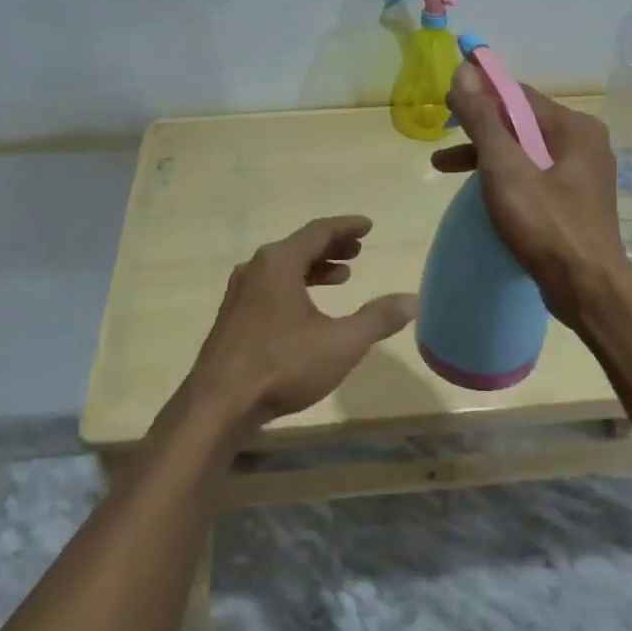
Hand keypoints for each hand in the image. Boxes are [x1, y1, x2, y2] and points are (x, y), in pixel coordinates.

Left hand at [189, 215, 417, 431]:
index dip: (346, 227)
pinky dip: (296, 285)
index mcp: (279, 262)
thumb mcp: (340, 343)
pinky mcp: (233, 316)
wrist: (218, 404)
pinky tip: (308, 308)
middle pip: (300, 246)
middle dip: (332, 246)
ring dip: (315, 268)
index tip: (368, 226)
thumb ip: (377, 319)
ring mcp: (240, 292)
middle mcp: (256, 268)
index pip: (319, 231)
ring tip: (343, 277)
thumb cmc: (282, 365)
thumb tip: (413, 300)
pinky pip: (271, 286)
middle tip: (359, 250)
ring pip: (284, 267)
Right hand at [430, 62, 625, 325]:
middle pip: (521, 122)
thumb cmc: (546, 224)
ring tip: (443, 166)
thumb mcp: (505, 168)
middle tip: (441, 137)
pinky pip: (534, 176)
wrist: (588, 290)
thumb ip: (483, 118)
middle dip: (478, 129)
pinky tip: (481, 192)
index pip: (518, 95)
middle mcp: (584, 143)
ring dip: (486, 155)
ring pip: (525, 151)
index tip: (445, 102)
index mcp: (574, 127)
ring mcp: (582, 174)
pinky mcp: (575, 202)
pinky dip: (504, 177)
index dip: (480, 94)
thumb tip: (464, 70)